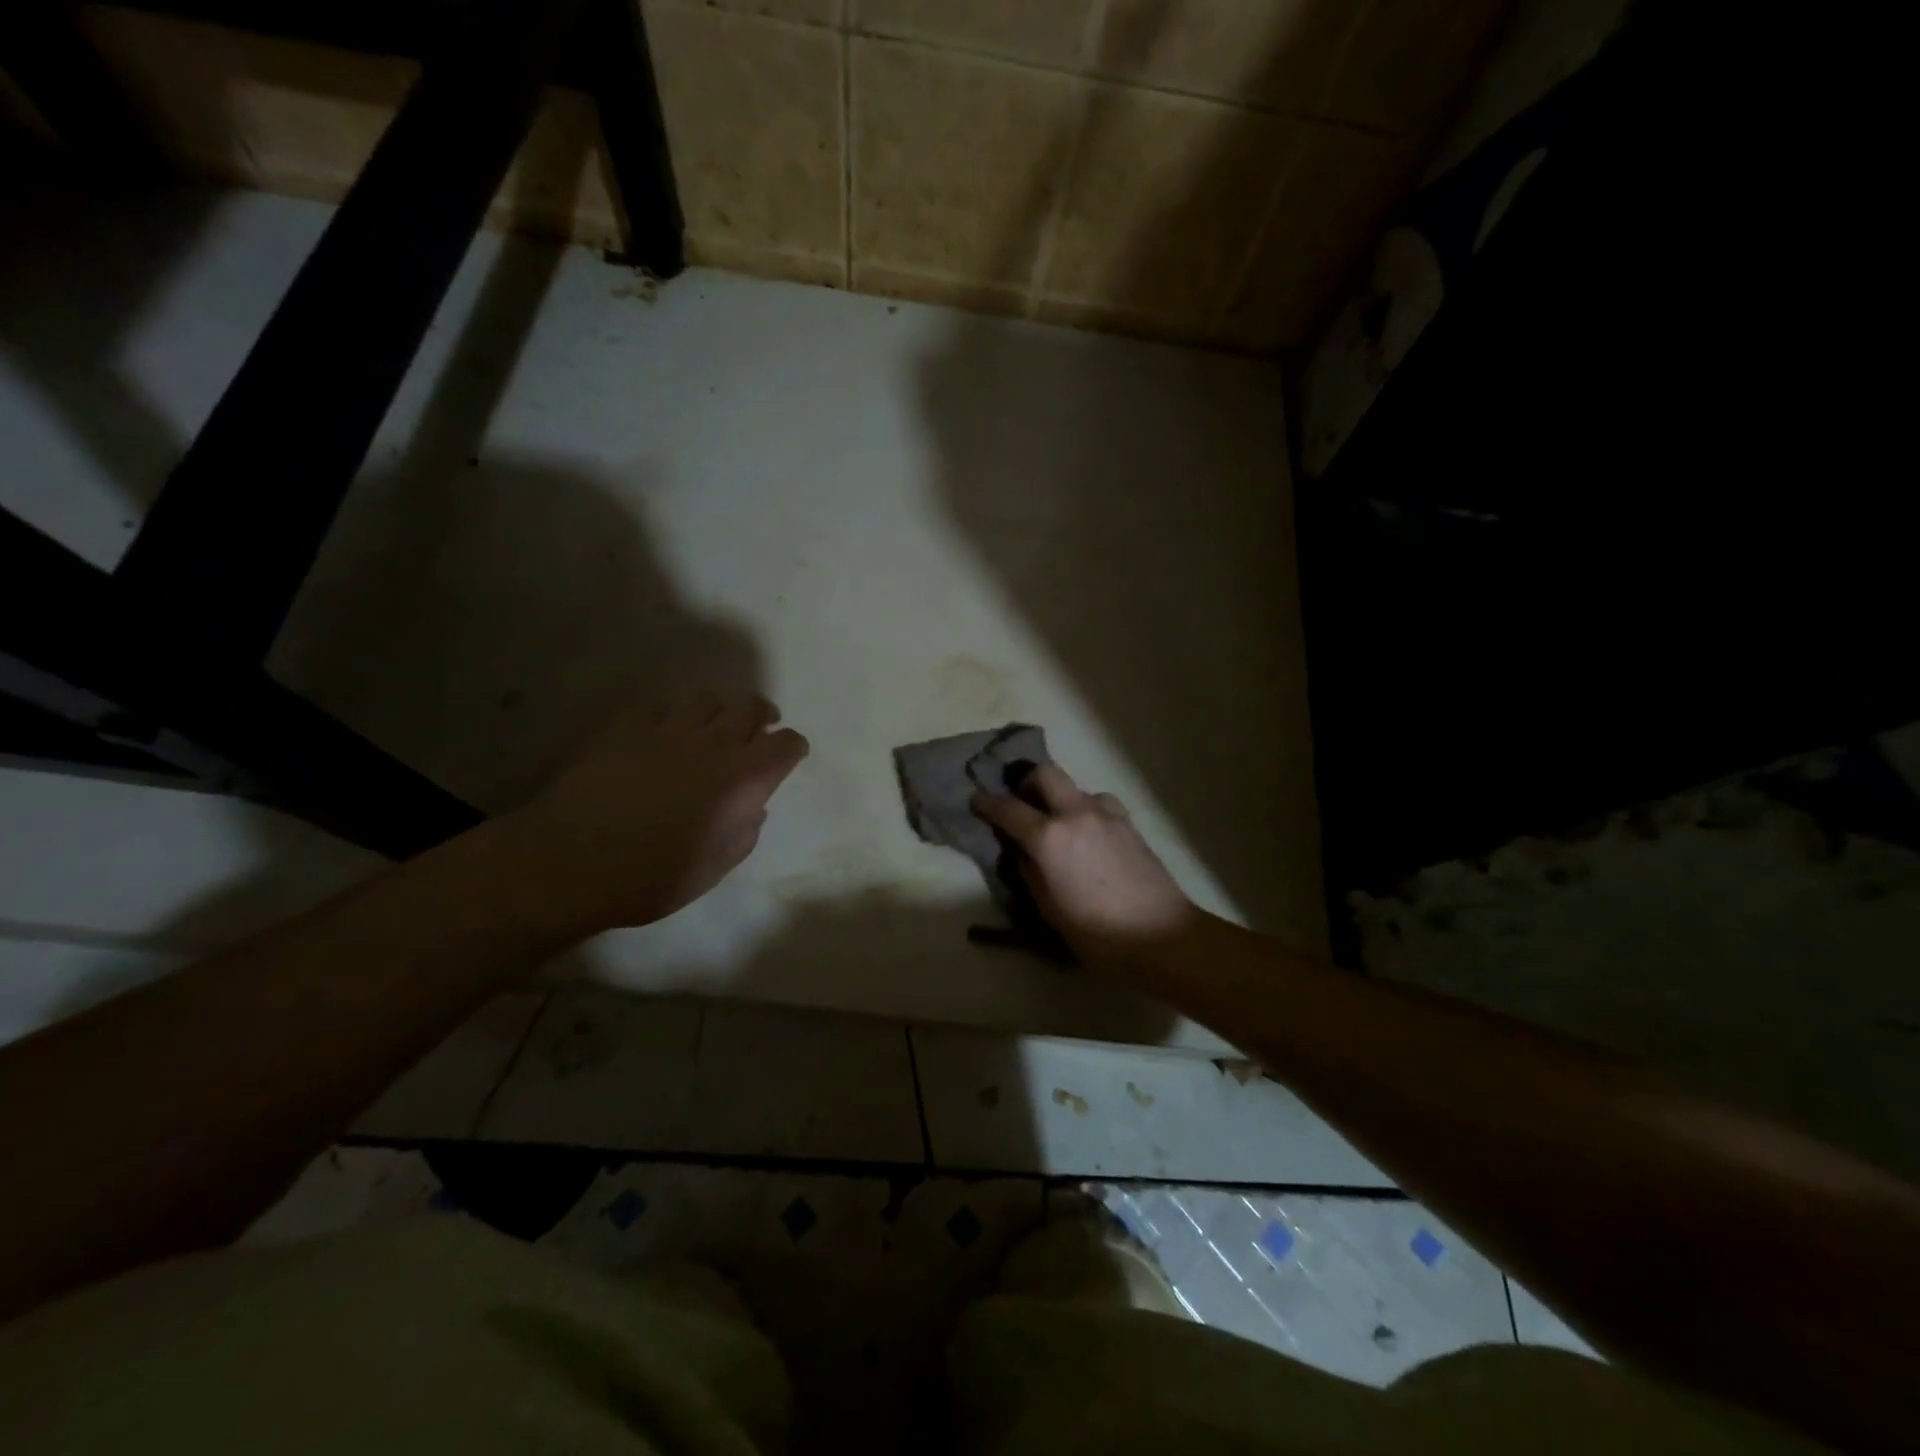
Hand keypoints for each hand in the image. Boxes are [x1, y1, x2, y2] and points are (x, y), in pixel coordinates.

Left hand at [503, 689, 808, 931]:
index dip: (793, 748)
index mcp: (743, 780)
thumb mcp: (715, 868)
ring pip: (709, 700)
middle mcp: (714, 744)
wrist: (570, 862)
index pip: (787, 743)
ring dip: (719, 713)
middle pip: (752, 707)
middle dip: (762, 718)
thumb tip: (753, 806)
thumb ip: (745, 831)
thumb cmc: (651, 877)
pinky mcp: (630, 728)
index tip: (789, 757)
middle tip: (758, 733)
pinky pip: (663, 707)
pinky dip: (674, 718)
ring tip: (711, 731)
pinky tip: (665, 736)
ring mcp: (669, 730)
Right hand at [972, 765, 1196, 968]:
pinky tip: (1088, 833)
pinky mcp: (1129, 822)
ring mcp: (1106, 814)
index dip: (987, 803)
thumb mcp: (1049, 909)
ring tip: (1058, 824)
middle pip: (1045, 774)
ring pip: (1075, 788)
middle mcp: (1076, 813)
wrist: (1161, 935)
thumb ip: (1029, 872)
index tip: (976, 801)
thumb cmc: (1096, 932)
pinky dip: (1085, 809)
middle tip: (1020, 803)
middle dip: (1026, 782)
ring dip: (1060, 798)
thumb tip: (1021, 852)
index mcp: (1049, 837)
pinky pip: (1099, 803)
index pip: (1008, 809)